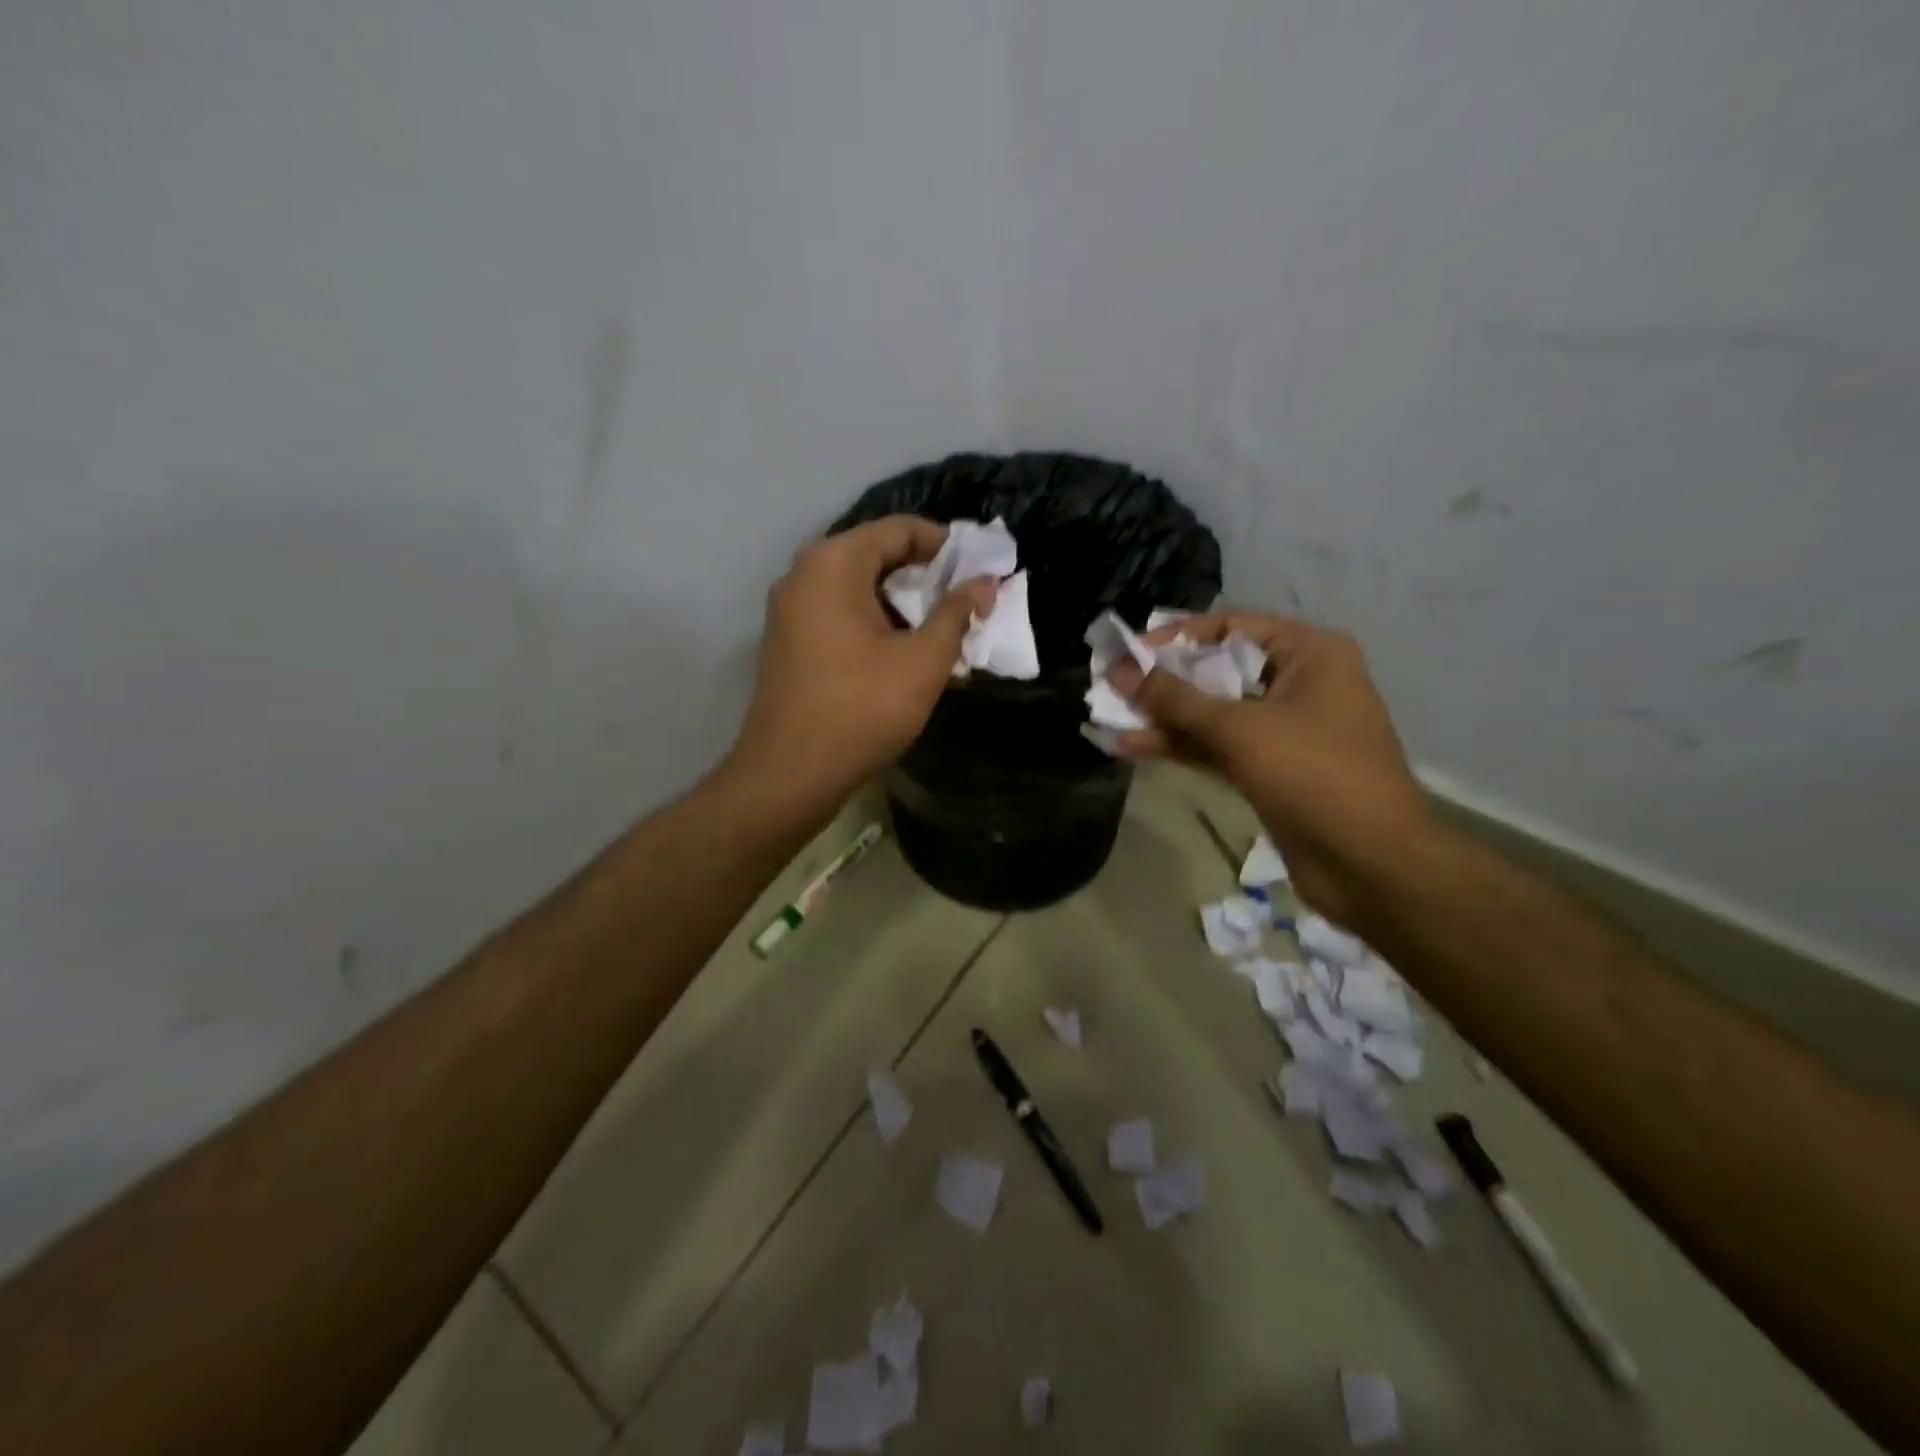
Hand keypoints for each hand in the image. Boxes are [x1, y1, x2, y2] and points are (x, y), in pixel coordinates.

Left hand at [729, 515, 995, 811]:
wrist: (790, 774)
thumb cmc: (862, 709)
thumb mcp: (922, 661)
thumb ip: (957, 614)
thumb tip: (985, 583)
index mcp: (833, 563)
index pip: (899, 530)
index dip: (946, 545)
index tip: (980, 568)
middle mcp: (804, 574)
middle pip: (876, 556)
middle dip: (926, 577)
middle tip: (966, 602)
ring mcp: (790, 609)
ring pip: (859, 588)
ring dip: (903, 605)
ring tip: (942, 631)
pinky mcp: (788, 641)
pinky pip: (840, 614)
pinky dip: (876, 624)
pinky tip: (905, 653)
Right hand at [1106, 614, 1429, 924]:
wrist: (1370, 864)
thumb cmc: (1315, 775)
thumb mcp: (1240, 729)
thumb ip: (1175, 699)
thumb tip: (1120, 670)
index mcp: (1309, 653)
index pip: (1231, 628)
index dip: (1177, 638)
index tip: (1130, 654)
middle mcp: (1298, 683)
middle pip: (1217, 671)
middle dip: (1164, 682)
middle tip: (1111, 687)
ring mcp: (1283, 730)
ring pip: (1213, 714)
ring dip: (1164, 719)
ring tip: (1109, 720)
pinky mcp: (1269, 769)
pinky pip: (1217, 747)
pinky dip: (1180, 747)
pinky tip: (1133, 747)